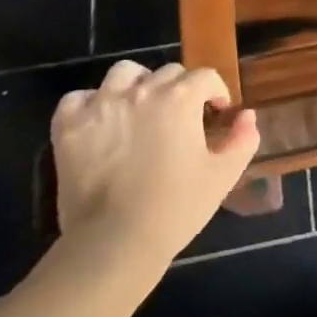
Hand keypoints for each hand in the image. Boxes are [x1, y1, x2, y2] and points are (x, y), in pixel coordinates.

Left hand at [50, 60, 260, 285]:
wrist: (114, 244)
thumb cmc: (175, 208)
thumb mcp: (223, 176)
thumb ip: (243, 140)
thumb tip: (247, 116)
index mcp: (181, 98)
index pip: (206, 77)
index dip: (215, 93)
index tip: (216, 114)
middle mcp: (142, 91)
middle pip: (167, 72)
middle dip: (180, 90)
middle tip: (180, 119)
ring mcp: (102, 105)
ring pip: (124, 73)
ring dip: (136, 84)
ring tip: (139, 109)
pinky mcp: (69, 127)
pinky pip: (77, 98)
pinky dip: (89, 104)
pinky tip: (100, 123)